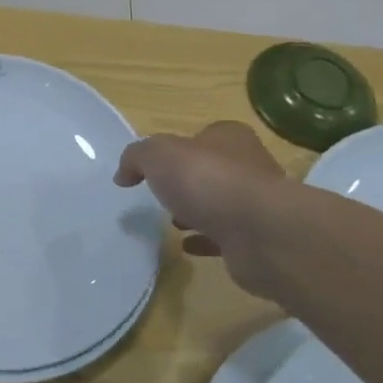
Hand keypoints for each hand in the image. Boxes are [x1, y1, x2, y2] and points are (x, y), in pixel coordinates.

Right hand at [115, 122, 287, 294]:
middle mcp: (249, 166)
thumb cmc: (208, 180)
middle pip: (212, 170)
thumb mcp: (158, 155)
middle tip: (162, 195)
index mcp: (229, 138)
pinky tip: (186, 246)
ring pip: (219, 204)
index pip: (203, 136)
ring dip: (197, 212)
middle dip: (188, 182)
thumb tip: (123, 175)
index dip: (180, 148)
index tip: (156, 167)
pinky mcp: (256, 239)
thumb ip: (136, 158)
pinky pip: (224, 237)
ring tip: (171, 223)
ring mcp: (255, 205)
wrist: (259, 233)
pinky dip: (205, 240)